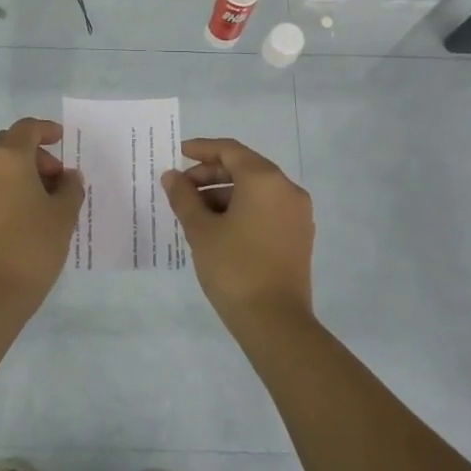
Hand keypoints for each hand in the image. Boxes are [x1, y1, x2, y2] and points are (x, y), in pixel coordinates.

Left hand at [0, 117, 84, 306]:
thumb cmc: (32, 247)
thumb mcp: (63, 215)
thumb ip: (70, 187)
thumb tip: (67, 177)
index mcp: (7, 157)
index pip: (26, 129)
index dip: (46, 130)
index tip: (61, 140)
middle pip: (7, 143)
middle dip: (33, 153)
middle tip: (55, 177)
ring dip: (17, 170)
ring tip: (41, 197)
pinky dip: (3, 185)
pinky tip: (22, 211)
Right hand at [161, 137, 313, 331]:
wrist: (275, 321)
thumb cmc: (234, 268)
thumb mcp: (201, 230)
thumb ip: (184, 197)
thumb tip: (172, 176)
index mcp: (265, 180)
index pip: (230, 151)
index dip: (202, 149)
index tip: (178, 153)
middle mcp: (287, 189)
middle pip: (245, 168)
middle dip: (210, 175)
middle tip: (181, 188)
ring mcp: (297, 213)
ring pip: (256, 190)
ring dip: (224, 194)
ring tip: (194, 212)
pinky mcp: (298, 235)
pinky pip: (267, 208)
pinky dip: (242, 209)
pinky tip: (218, 227)